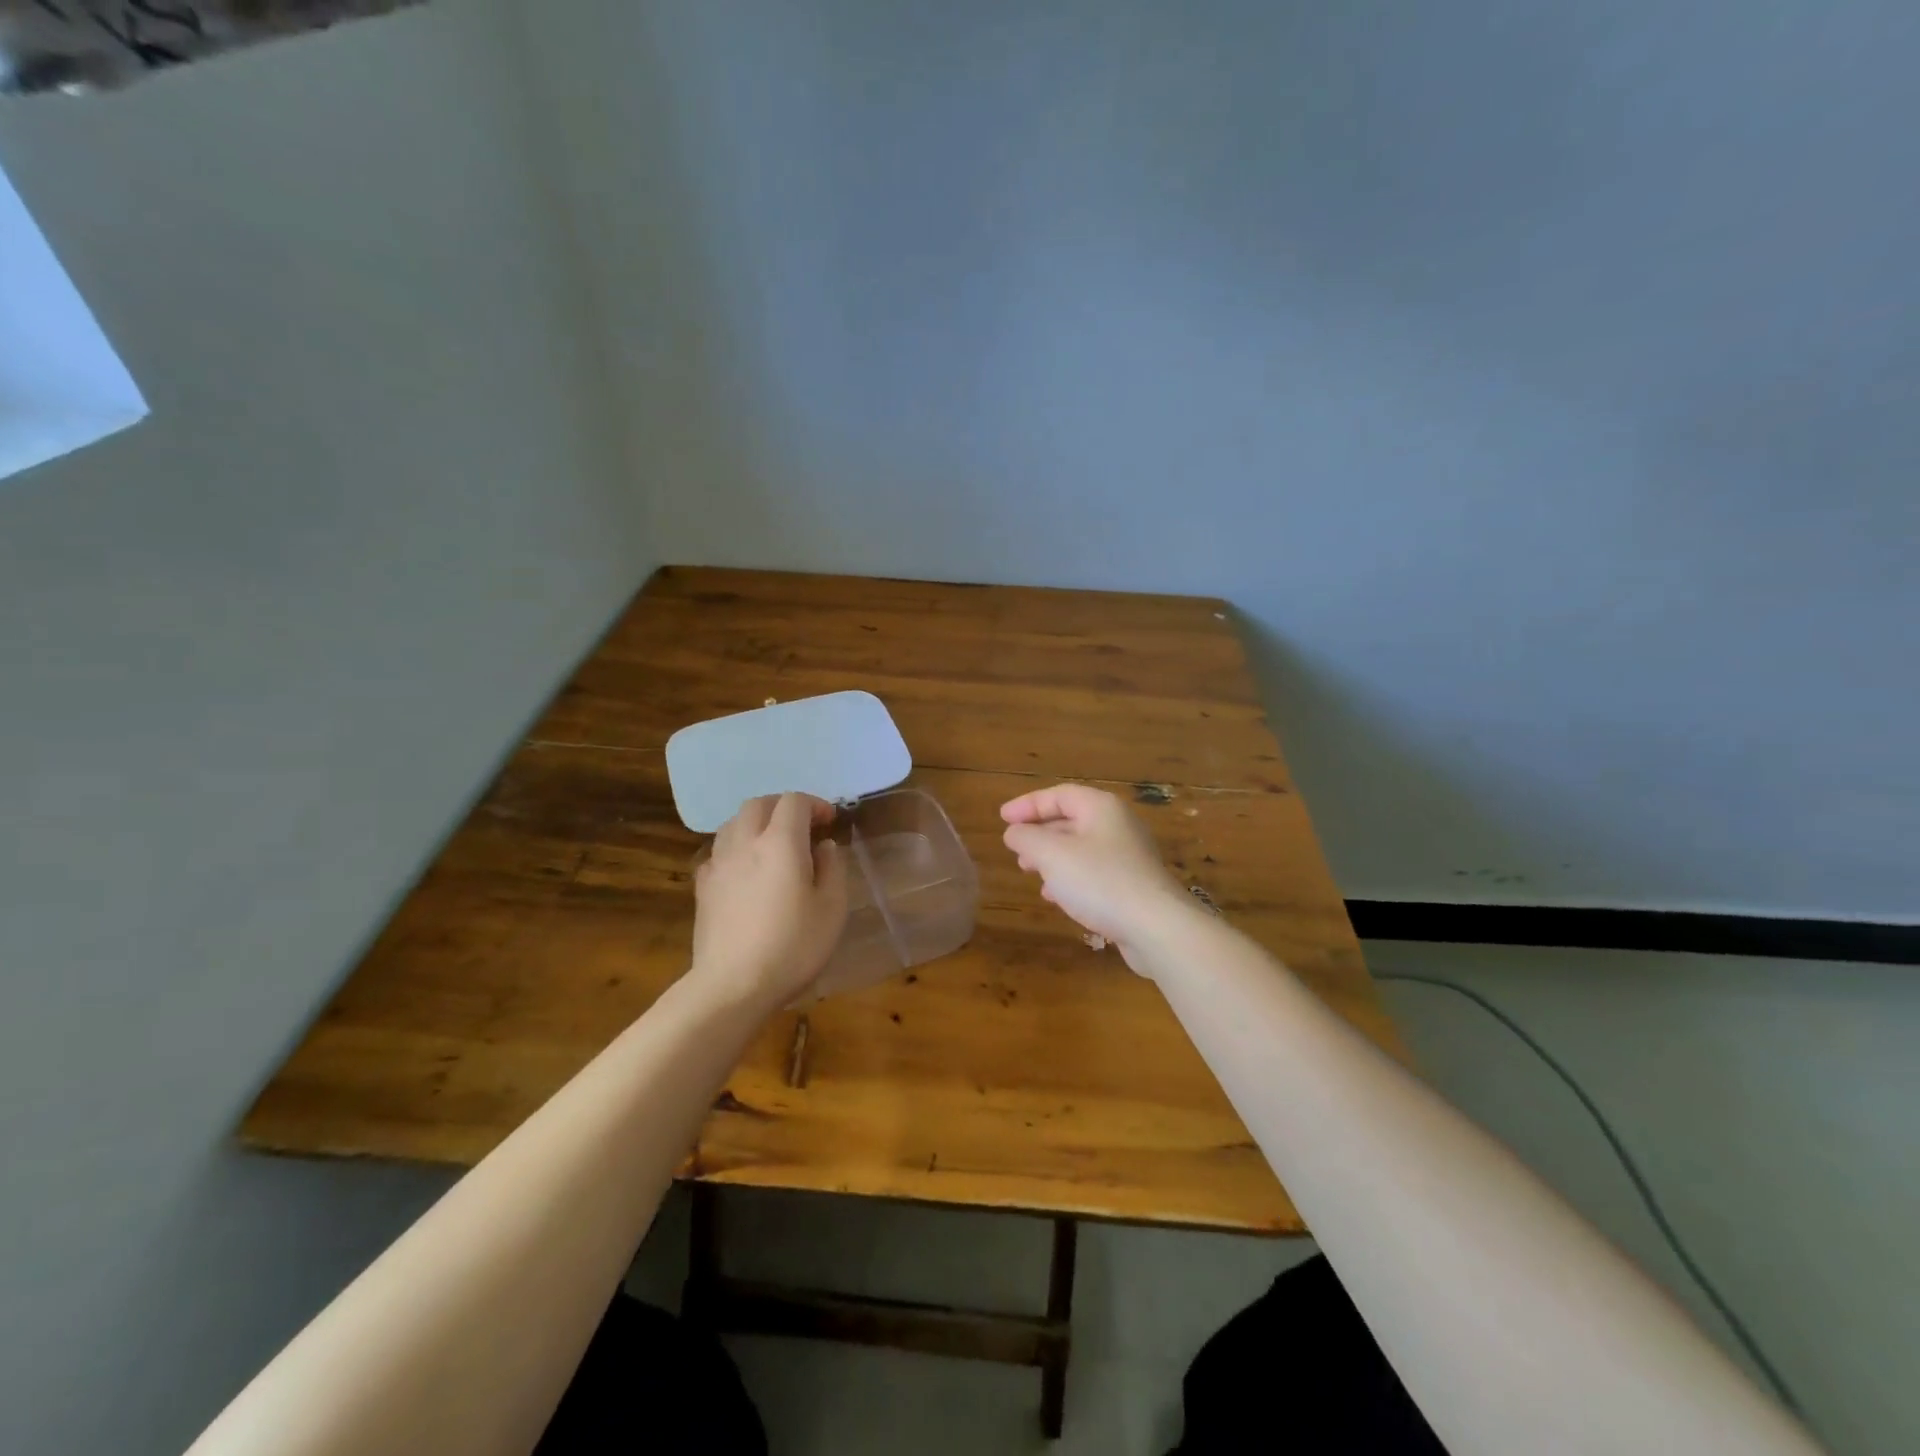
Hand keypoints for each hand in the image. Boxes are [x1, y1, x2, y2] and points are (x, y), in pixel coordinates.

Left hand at [692, 793, 848, 1011]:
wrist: (732, 986)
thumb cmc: (792, 947)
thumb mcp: (832, 909)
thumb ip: (832, 869)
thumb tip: (823, 846)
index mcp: (781, 842)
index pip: (794, 801)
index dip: (814, 804)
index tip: (830, 821)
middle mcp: (746, 843)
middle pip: (758, 804)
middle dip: (782, 806)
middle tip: (802, 826)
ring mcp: (719, 864)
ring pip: (733, 823)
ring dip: (756, 823)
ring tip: (772, 844)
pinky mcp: (702, 887)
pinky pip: (718, 851)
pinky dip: (735, 848)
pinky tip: (745, 871)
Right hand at [1001, 784, 1198, 971]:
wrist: (1156, 927)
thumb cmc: (1100, 881)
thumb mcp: (1052, 855)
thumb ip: (1027, 838)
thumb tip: (1014, 832)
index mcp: (1101, 808)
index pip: (1059, 795)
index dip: (1027, 804)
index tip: (1002, 818)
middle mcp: (1118, 825)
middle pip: (1071, 819)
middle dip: (1039, 832)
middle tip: (1015, 847)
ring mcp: (1128, 856)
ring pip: (1081, 848)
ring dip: (1051, 857)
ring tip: (1028, 871)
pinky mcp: (1132, 885)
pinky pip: (1093, 872)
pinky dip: (1069, 877)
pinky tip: (1055, 896)